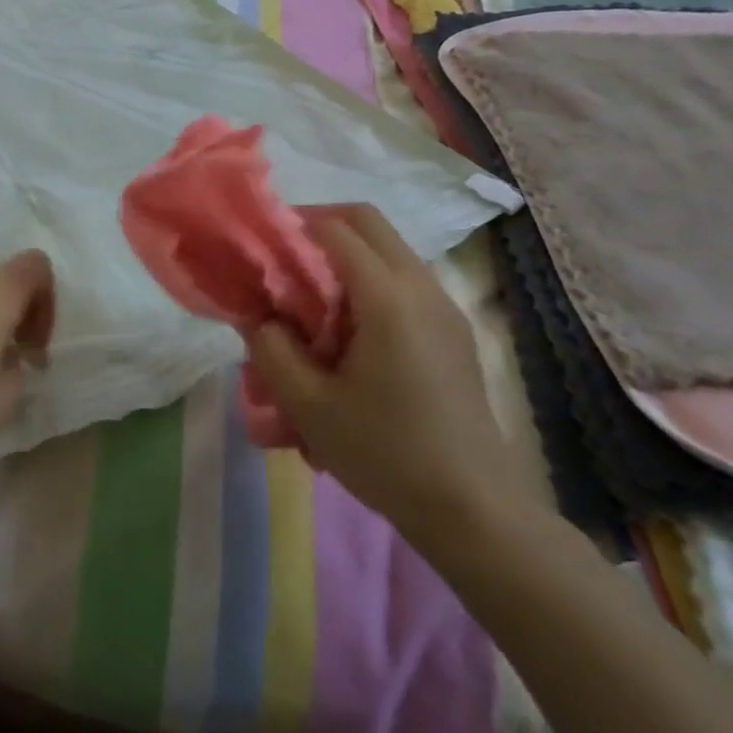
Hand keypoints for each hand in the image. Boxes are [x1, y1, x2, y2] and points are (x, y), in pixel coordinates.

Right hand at [245, 205, 518, 540]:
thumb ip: (272, 350)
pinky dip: (369, 280)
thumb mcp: (309, 406)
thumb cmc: (386, 454)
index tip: (261, 248)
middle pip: (368, 222)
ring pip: (389, 248)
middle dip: (321, 225)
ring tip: (311, 297)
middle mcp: (422, 287)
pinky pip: (404, 279)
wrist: (475, 510)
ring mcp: (444, 307)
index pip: (335, 229)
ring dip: (346, 254)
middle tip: (284, 257)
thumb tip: (257, 316)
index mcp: (388, 298)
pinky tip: (349, 330)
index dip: (293, 226)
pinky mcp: (453, 330)